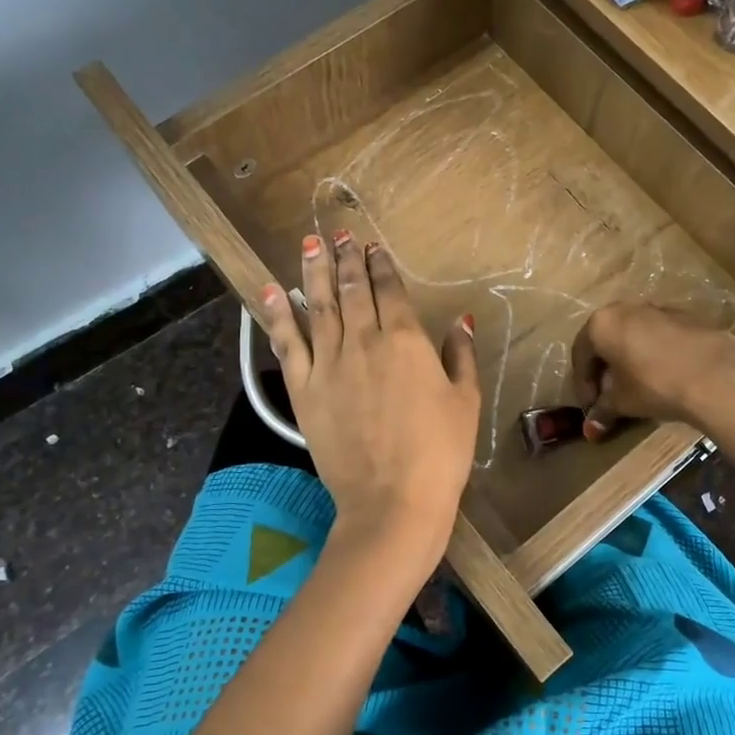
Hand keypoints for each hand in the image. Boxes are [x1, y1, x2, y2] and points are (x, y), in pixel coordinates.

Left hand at [260, 233, 478, 562]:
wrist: (392, 501)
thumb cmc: (440, 453)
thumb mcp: (465, 402)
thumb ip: (460, 356)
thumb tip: (462, 319)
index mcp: (407, 341)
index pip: (391, 291)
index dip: (381, 265)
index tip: (373, 246)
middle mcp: (365, 341)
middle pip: (354, 290)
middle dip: (347, 258)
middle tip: (339, 234)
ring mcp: (329, 364)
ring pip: (320, 306)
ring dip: (314, 272)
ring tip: (309, 244)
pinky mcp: (304, 389)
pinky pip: (288, 344)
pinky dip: (278, 315)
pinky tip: (269, 290)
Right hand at [570, 303, 734, 439]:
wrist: (716, 376)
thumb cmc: (654, 385)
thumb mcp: (623, 402)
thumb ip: (603, 411)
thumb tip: (590, 431)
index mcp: (601, 323)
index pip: (581, 355)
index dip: (582, 384)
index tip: (589, 406)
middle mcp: (626, 308)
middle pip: (607, 340)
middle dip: (605, 369)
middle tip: (608, 395)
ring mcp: (658, 309)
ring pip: (634, 335)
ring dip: (629, 359)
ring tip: (637, 386)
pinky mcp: (687, 317)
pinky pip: (659, 336)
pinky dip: (654, 354)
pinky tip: (664, 376)